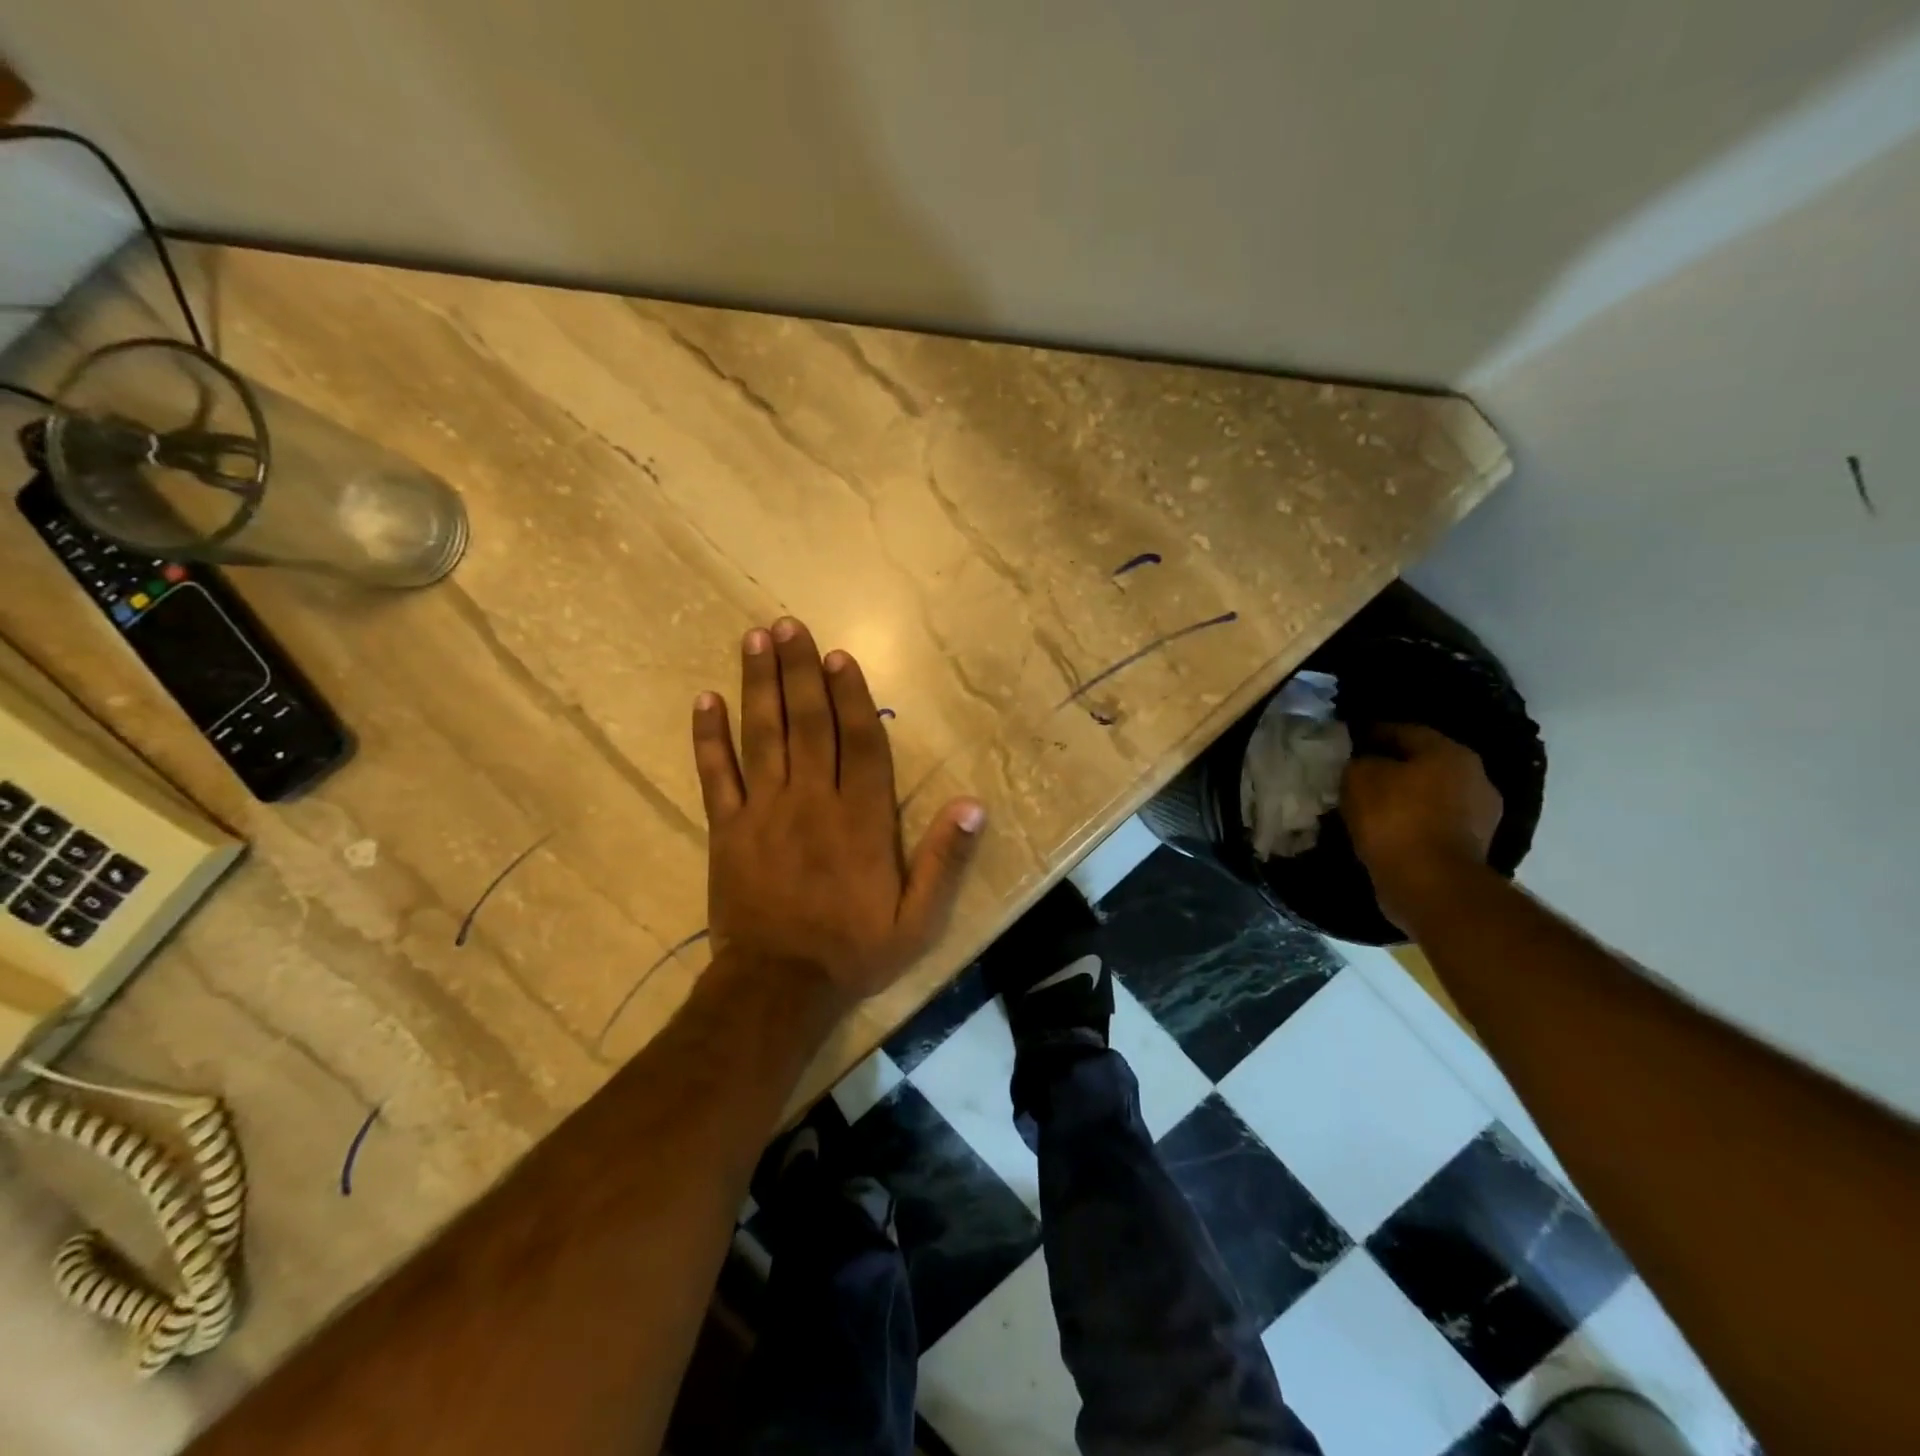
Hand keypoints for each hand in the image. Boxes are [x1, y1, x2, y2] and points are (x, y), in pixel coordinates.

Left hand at [691, 618, 986, 1003]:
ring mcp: (764, 811)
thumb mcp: (918, 919)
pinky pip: (715, 775)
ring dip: (758, 684)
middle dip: (799, 670)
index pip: (859, 741)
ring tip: (755, 639)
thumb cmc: (854, 952)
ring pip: (762, 735)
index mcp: (861, 818)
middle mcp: (812, 801)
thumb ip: (944, 861)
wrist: (778, 988)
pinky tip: (704, 700)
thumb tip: (973, 805)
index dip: (850, 694)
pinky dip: (708, 737)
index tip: (837, 655)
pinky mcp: (727, 829)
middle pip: (808, 722)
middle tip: (787, 624)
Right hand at [1341, 723, 1501, 929]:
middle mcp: (1475, 777)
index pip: (1404, 731)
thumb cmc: (1394, 819)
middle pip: (1423, 763)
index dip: (1372, 733)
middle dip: (1392, 767)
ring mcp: (1480, 815)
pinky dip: (1412, 823)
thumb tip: (1362, 761)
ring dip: (1404, 797)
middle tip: (1358, 774)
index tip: (1347, 741)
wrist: (1429, 883)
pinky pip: (1434, 824)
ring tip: (1370, 806)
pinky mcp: (1473, 848)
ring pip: (1431, 795)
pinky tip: (1388, 831)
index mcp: (1450, 752)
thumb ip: (1359, 761)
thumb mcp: (1359, 778)